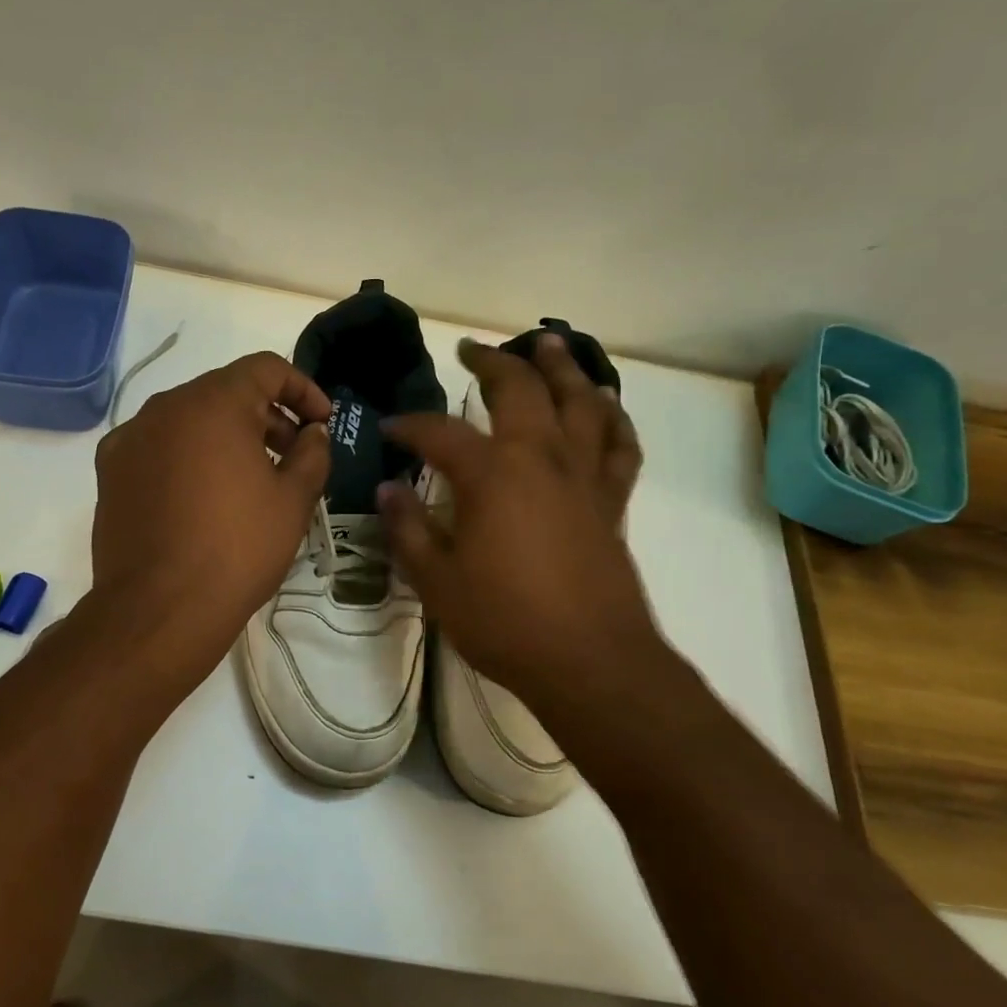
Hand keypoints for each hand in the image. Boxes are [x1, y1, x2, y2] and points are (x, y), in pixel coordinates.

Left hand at [89, 351, 329, 682]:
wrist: (159, 610)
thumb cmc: (238, 548)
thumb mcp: (293, 499)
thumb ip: (312, 452)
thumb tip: (312, 432)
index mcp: (213, 402)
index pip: (265, 368)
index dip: (303, 389)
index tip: (322, 423)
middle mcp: (165, 407)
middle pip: (226, 392)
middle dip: (267, 415)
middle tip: (294, 455)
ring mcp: (130, 437)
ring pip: (190, 419)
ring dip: (227, 436)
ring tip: (251, 479)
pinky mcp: (110, 471)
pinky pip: (160, 446)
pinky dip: (189, 456)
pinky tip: (203, 497)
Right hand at [378, 335, 654, 714]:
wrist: (591, 663)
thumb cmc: (506, 623)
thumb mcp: (438, 581)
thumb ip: (409, 530)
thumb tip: (387, 490)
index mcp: (492, 475)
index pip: (442, 433)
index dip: (411, 426)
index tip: (391, 428)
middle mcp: (541, 459)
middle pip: (521, 390)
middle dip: (492, 363)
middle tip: (471, 350)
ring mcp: (584, 476)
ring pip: (580, 401)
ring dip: (561, 368)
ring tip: (547, 344)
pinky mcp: (612, 500)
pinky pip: (619, 444)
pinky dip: (613, 417)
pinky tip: (604, 405)